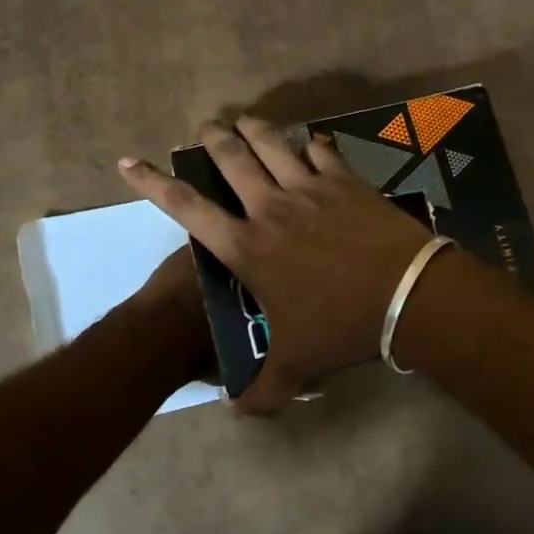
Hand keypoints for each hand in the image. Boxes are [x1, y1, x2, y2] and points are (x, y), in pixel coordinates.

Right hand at [119, 117, 434, 412]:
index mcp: (247, 247)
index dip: (152, 183)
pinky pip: (322, 151)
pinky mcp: (345, 180)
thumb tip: (240, 414)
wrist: (406, 295)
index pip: (187, 207)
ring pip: (272, 143)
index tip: (128, 162)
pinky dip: (313, 143)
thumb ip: (265, 391)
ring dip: (254, 128)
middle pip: (231, 158)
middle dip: (212, 138)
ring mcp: (310, 188)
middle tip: (206, 128)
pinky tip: (312, 141)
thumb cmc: (342, 326)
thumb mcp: (298, 364)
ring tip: (244, 120)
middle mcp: (271, 207)